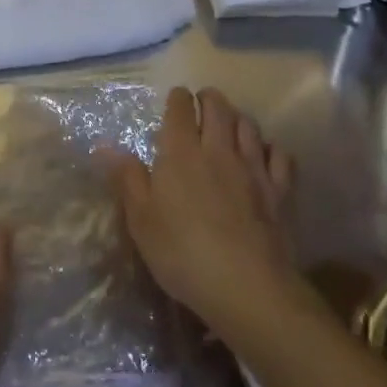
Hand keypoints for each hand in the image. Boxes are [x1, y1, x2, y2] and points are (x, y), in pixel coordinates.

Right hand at [107, 87, 297, 333]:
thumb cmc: (183, 253)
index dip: (177, 98)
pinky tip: (264, 155)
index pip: (180, 107)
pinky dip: (270, 147)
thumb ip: (126, 178)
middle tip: (202, 104)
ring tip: (230, 124)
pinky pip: (280, 155)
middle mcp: (218, 149)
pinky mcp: (280, 191)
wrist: (248, 288)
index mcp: (180, 152)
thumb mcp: (141, 220)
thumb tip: (105, 145)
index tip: (175, 100)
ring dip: (237, 117)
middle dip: (209, 98)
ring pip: (248, 125)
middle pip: (218, 106)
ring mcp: (253, 168)